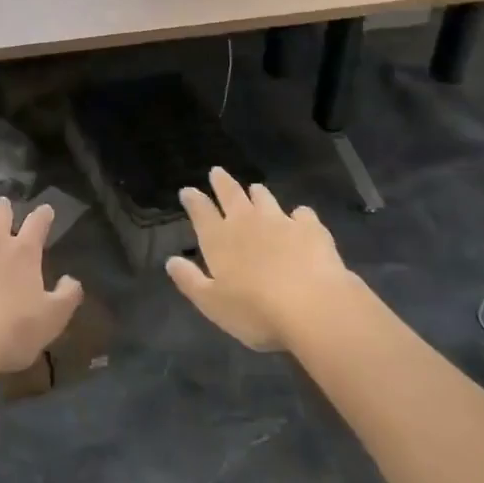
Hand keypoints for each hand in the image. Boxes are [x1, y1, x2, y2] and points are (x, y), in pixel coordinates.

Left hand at [0, 195, 82, 373]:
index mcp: (23, 252)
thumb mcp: (52, 320)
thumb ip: (67, 296)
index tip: (45, 210)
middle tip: (2, 204)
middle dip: (3, 207)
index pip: (37, 223)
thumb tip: (71, 280)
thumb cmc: (11, 332)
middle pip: (0, 213)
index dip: (43, 215)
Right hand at [166, 168, 352, 351]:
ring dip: (257, 193)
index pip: (201, 211)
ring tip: (255, 189)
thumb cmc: (256, 311)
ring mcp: (280, 221)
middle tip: (216, 171)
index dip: (193, 200)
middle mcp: (247, 222)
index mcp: (219, 239)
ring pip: (264, 198)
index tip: (187, 191)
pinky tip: (301, 218)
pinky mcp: (310, 228)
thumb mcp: (212, 304)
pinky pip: (302, 214)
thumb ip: (190, 281)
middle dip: (221, 183)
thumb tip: (170, 261)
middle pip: (230, 194)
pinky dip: (298, 215)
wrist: (313, 306)